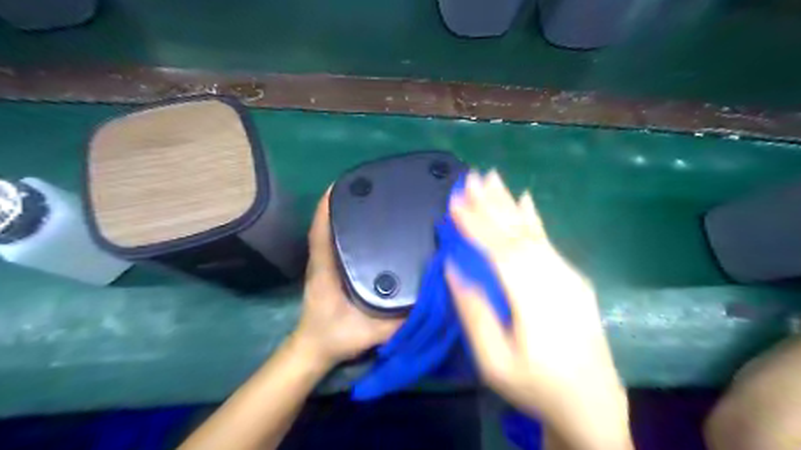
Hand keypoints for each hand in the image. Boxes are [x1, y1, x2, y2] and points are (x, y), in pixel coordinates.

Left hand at [294, 188, 403, 369]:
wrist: (315, 350)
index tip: (351, 183)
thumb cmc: (337, 337)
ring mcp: (324, 262)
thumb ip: (400, 319)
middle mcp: (323, 258)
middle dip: (345, 201)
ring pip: (331, 229)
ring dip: (346, 212)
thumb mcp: (372, 331)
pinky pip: (336, 240)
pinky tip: (369, 226)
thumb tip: (429, 297)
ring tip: (373, 200)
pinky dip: (347, 227)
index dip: (331, 203)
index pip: (323, 227)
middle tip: (373, 187)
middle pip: (327, 221)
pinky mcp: (330, 267)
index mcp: (327, 267)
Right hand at [447, 170, 627, 446]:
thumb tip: (454, 269)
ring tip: (491, 178)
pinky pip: (548, 240)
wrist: (592, 405)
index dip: (476, 224)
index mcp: (533, 299)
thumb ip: (474, 312)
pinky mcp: (573, 279)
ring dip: (508, 203)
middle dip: (491, 203)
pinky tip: (526, 200)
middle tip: (470, 176)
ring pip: (533, 231)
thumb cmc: (535, 386)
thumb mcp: (494, 361)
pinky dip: (534, 218)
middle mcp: (554, 278)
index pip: (499, 251)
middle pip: (517, 233)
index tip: (455, 201)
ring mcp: (568, 276)